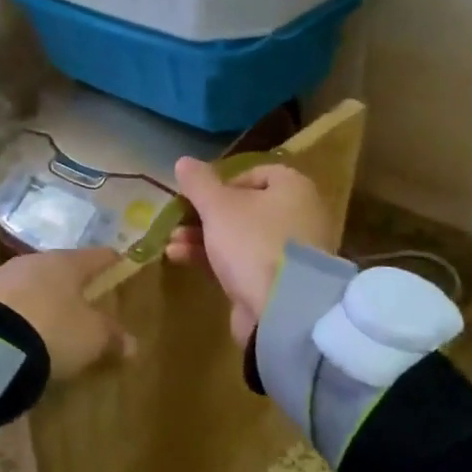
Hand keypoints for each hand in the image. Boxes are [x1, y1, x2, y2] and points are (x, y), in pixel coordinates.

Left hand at [0, 249, 133, 379]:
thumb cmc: (53, 330)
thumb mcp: (91, 338)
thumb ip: (112, 337)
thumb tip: (133, 344)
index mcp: (67, 263)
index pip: (97, 256)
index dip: (110, 261)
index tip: (119, 262)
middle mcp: (35, 261)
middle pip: (61, 268)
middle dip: (72, 282)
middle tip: (83, 297)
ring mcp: (3, 276)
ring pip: (32, 282)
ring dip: (42, 297)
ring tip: (49, 318)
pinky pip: (8, 301)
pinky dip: (19, 312)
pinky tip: (20, 329)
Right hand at [165, 158, 332, 343]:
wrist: (284, 310)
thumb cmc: (253, 242)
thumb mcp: (218, 207)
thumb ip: (199, 183)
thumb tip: (183, 161)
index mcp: (293, 188)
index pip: (257, 172)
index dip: (224, 182)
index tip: (200, 195)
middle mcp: (299, 215)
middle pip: (246, 208)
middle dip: (206, 215)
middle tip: (179, 221)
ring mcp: (291, 252)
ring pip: (241, 237)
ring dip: (203, 238)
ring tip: (172, 245)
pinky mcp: (279, 283)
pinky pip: (244, 263)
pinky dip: (216, 259)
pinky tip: (183, 260)